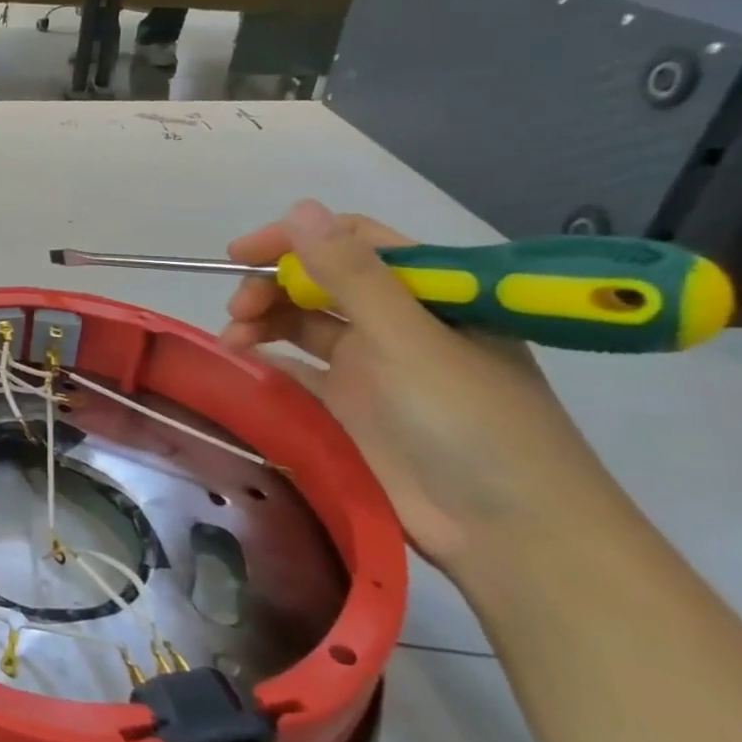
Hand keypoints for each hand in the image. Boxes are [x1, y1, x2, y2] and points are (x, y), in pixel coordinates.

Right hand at [218, 200, 624, 572]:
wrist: (508, 534)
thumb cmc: (471, 423)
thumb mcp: (410, 340)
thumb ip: (351, 276)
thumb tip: (300, 207)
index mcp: (430, 295)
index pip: (355, 243)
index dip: (296, 240)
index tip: (239, 254)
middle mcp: (400, 324)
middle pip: (321, 284)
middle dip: (272, 287)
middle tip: (237, 310)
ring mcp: (374, 369)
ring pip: (304, 325)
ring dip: (265, 323)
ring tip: (233, 340)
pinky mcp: (351, 410)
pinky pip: (299, 373)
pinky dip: (269, 364)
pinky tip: (244, 368)